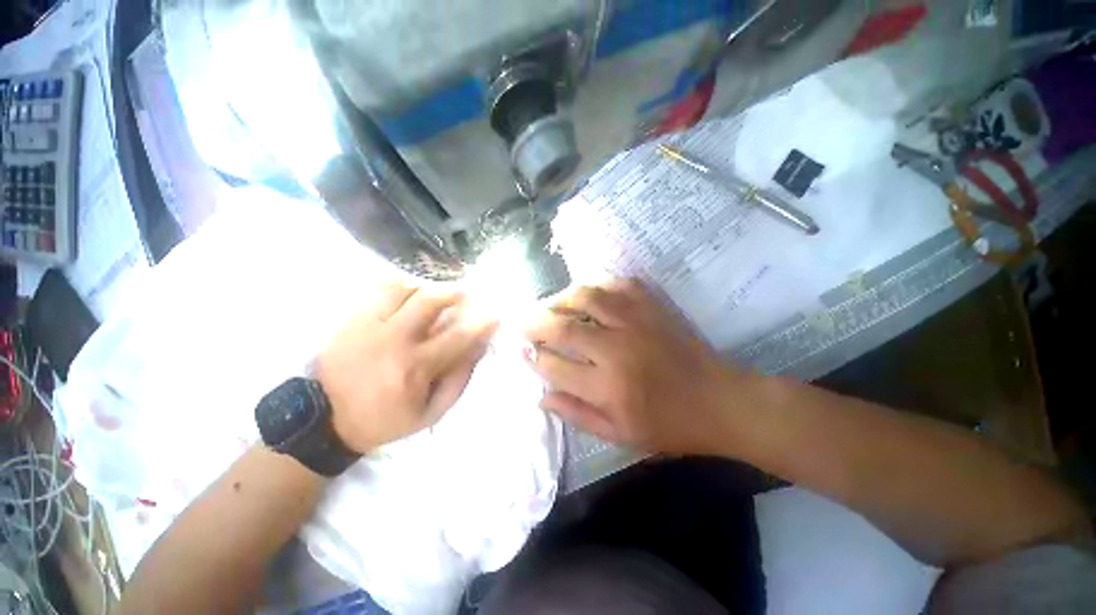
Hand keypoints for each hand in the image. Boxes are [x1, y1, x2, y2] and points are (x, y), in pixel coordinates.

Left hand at [317, 283, 497, 452]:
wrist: (325, 419)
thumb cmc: (385, 419)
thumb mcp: (431, 412)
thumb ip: (459, 380)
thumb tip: (478, 348)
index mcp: (416, 368)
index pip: (459, 337)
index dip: (481, 324)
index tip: (494, 315)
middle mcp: (394, 340)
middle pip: (431, 301)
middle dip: (455, 293)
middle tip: (466, 295)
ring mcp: (370, 325)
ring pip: (405, 289)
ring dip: (428, 289)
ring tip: (436, 296)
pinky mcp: (353, 319)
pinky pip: (380, 290)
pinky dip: (401, 287)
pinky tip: (409, 295)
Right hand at [523, 279, 746, 455]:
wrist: (719, 401)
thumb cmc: (668, 426)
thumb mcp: (619, 434)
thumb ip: (575, 414)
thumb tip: (541, 395)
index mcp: (607, 387)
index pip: (554, 366)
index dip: (533, 357)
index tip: (521, 351)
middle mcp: (616, 350)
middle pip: (563, 327)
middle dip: (535, 322)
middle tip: (522, 321)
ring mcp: (636, 322)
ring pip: (586, 297)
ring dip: (561, 298)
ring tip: (552, 305)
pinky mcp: (653, 306)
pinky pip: (617, 284)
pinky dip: (598, 286)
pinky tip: (589, 295)